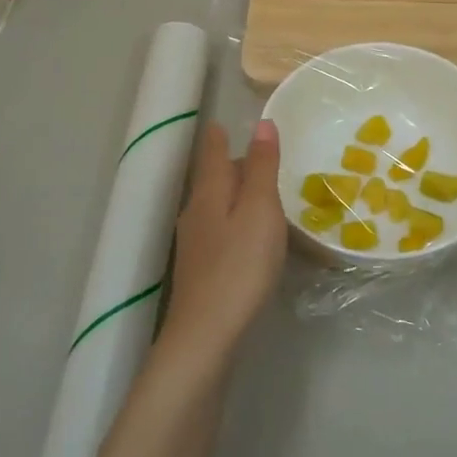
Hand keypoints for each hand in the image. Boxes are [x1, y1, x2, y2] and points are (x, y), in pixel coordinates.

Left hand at [159, 119, 287, 364]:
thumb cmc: (240, 265)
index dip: (218, 137)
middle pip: (212, 179)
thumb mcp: (260, 210)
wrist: (206, 332)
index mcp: (209, 193)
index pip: (213, 154)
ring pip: (214, 206)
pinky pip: (218, 230)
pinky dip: (233, 220)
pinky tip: (246, 235)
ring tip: (257, 192)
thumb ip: (262, 167)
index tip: (220, 123)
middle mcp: (195, 212)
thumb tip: (261, 124)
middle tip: (256, 156)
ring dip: (233, 194)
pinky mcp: (199, 269)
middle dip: (230, 164)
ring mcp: (194, 243)